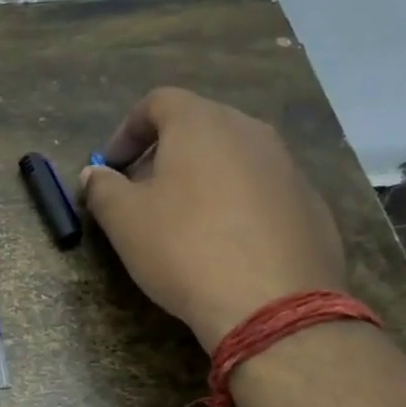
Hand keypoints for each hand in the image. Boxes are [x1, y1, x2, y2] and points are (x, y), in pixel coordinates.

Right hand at [80, 88, 343, 350]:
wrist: (272, 304)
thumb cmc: (184, 249)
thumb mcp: (124, 220)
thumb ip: (102, 188)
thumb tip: (94, 174)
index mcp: (202, 124)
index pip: (158, 102)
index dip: (127, 130)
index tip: (111, 166)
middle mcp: (250, 132)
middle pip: (199, 126)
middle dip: (164, 153)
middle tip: (142, 192)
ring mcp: (287, 167)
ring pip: (234, 158)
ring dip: (202, 177)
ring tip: (183, 220)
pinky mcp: (311, 204)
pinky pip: (262, 191)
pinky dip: (236, 204)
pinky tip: (225, 245)